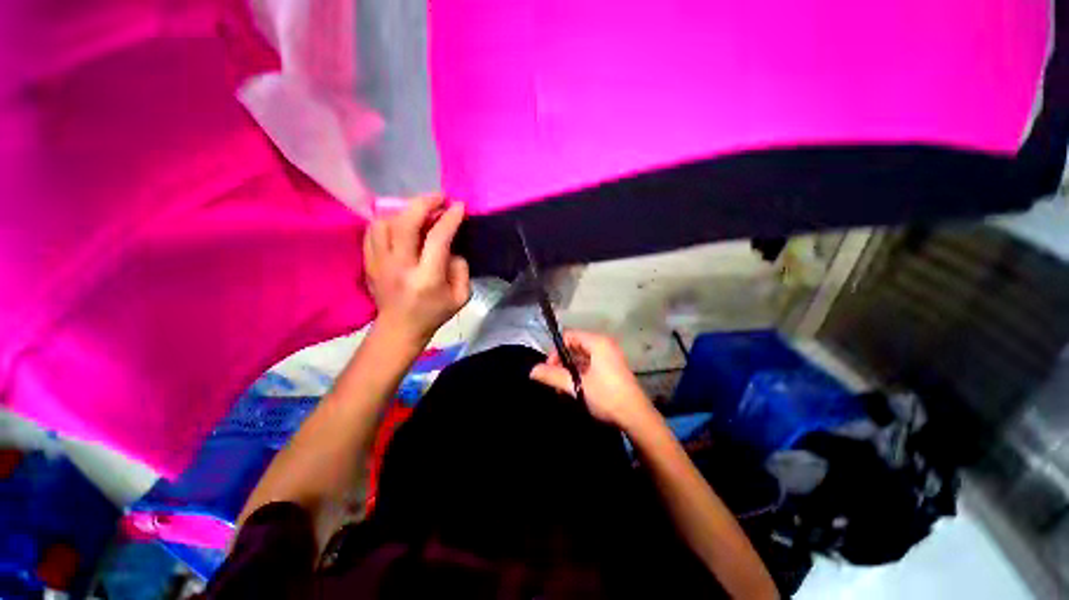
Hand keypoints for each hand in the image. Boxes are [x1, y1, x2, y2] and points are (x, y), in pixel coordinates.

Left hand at [363, 194, 470, 343]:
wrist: (399, 329)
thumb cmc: (434, 313)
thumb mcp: (461, 297)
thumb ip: (461, 269)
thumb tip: (452, 247)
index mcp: (427, 278)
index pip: (437, 238)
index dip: (449, 218)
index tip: (459, 206)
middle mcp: (400, 267)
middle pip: (405, 223)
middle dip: (424, 203)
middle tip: (439, 198)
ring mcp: (379, 263)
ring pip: (385, 222)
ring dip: (405, 211)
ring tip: (420, 211)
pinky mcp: (368, 262)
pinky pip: (373, 230)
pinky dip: (388, 220)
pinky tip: (401, 222)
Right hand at [530, 330, 654, 429]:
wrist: (636, 417)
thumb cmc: (606, 397)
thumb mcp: (577, 386)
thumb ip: (553, 376)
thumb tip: (531, 370)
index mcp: (598, 342)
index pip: (569, 336)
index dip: (556, 350)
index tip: (550, 368)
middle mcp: (604, 345)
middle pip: (575, 345)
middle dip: (562, 361)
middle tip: (555, 380)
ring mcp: (610, 356)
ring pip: (582, 356)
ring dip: (570, 369)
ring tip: (562, 387)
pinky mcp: (612, 368)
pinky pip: (590, 364)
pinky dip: (580, 373)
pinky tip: (574, 388)